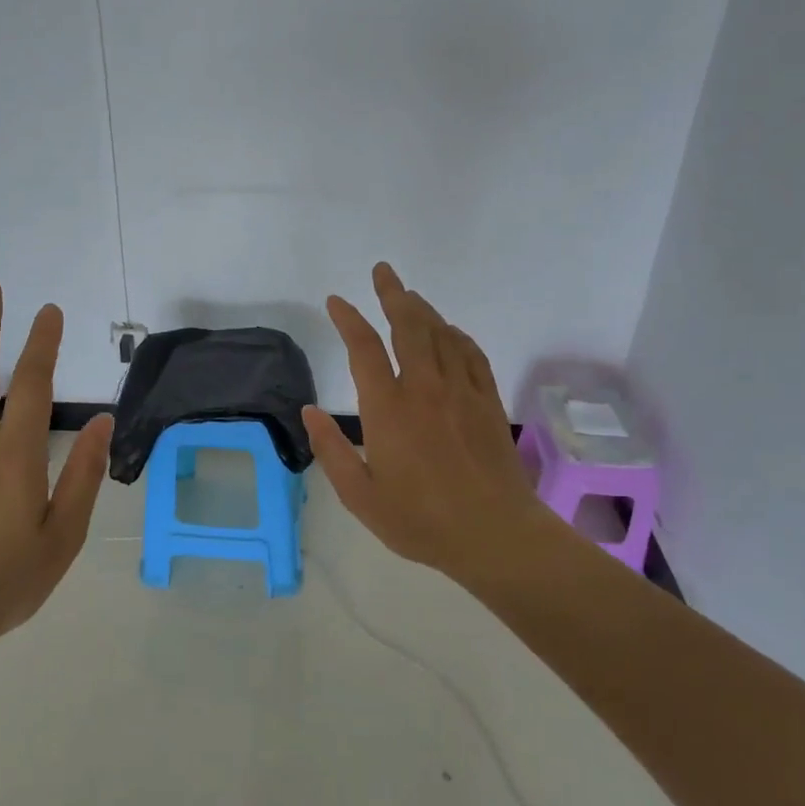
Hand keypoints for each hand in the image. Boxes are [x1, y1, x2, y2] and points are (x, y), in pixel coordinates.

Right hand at [301, 263, 556, 584]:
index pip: (363, 347)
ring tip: (409, 295)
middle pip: (408, 325)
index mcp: (388, 408)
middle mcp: (424, 387)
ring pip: (440, 333)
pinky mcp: (487, 400)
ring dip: (422, 309)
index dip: (348, 319)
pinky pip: (470, 353)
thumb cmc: (421, 520)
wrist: (495, 534)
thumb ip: (331, 451)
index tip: (337, 301)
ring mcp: (460, 390)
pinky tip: (449, 332)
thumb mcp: (361, 496)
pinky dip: (456, 335)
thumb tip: (310, 410)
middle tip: (383, 271)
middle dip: (392, 294)